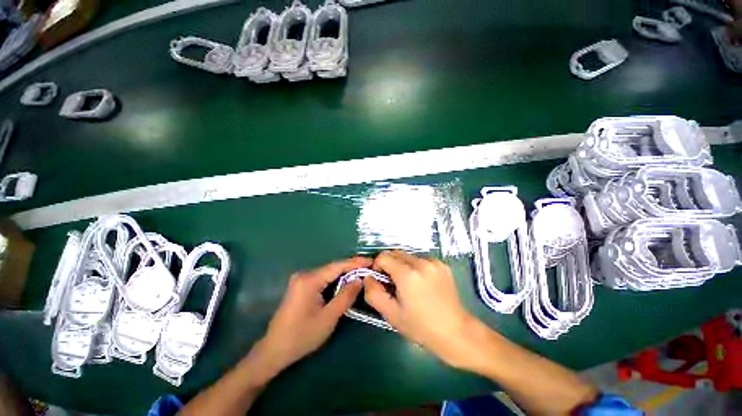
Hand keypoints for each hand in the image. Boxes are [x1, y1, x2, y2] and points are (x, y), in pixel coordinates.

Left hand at [255, 257, 371, 375]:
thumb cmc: (302, 336)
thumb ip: (346, 296)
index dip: (355, 262)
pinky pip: (322, 279)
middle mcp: (304, 275)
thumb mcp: (329, 317)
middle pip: (333, 268)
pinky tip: (345, 281)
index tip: (371, 261)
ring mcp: (301, 280)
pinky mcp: (300, 286)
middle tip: (369, 267)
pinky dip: (335, 279)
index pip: (337, 266)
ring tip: (361, 272)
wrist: (274, 350)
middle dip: (351, 267)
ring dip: (344, 273)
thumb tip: (359, 280)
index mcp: (310, 280)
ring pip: (328, 273)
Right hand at [363, 251, 476, 368]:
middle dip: (389, 265)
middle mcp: (421, 262)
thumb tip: (368, 277)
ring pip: (408, 256)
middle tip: (393, 284)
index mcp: (408, 274)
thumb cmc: (421, 327)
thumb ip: (374, 293)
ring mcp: (434, 262)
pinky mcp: (442, 264)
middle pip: (395, 253)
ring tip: (408, 284)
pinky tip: (421, 283)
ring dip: (402, 265)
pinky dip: (415, 267)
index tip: (381, 281)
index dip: (377, 267)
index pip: (383, 256)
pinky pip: (420, 259)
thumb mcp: (391, 314)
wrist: (456, 332)